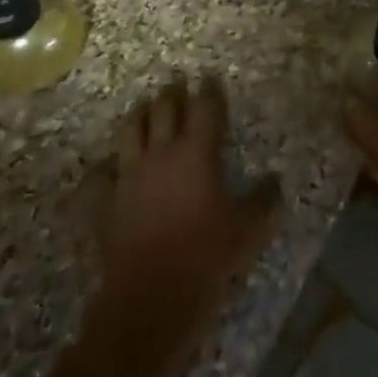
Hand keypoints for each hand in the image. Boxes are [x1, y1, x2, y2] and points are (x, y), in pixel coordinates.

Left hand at [92, 77, 281, 346]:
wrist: (148, 299)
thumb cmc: (205, 257)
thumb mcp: (248, 231)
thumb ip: (264, 202)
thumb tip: (277, 182)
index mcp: (197, 153)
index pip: (204, 108)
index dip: (209, 90)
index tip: (210, 77)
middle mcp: (161, 154)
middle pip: (163, 109)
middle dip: (171, 93)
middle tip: (176, 82)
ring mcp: (129, 176)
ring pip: (130, 131)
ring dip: (138, 116)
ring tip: (143, 108)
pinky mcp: (106, 203)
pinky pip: (101, 176)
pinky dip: (105, 168)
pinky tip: (107, 169)